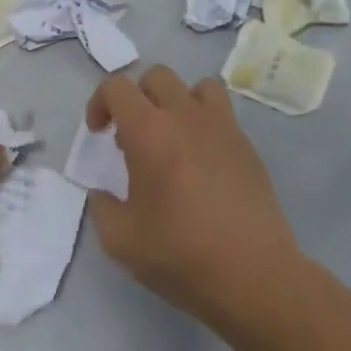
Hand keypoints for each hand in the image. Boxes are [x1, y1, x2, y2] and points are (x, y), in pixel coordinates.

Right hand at [85, 66, 301, 329]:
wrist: (251, 274)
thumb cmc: (178, 253)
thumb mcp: (119, 239)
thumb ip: (102, 207)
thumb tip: (102, 194)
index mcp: (148, 132)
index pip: (117, 87)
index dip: (99, 102)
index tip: (99, 134)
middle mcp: (186, 117)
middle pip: (157, 76)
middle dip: (136, 97)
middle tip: (130, 137)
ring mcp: (223, 129)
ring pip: (197, 87)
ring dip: (176, 102)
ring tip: (171, 138)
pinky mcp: (248, 148)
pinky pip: (222, 116)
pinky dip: (204, 125)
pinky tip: (200, 165)